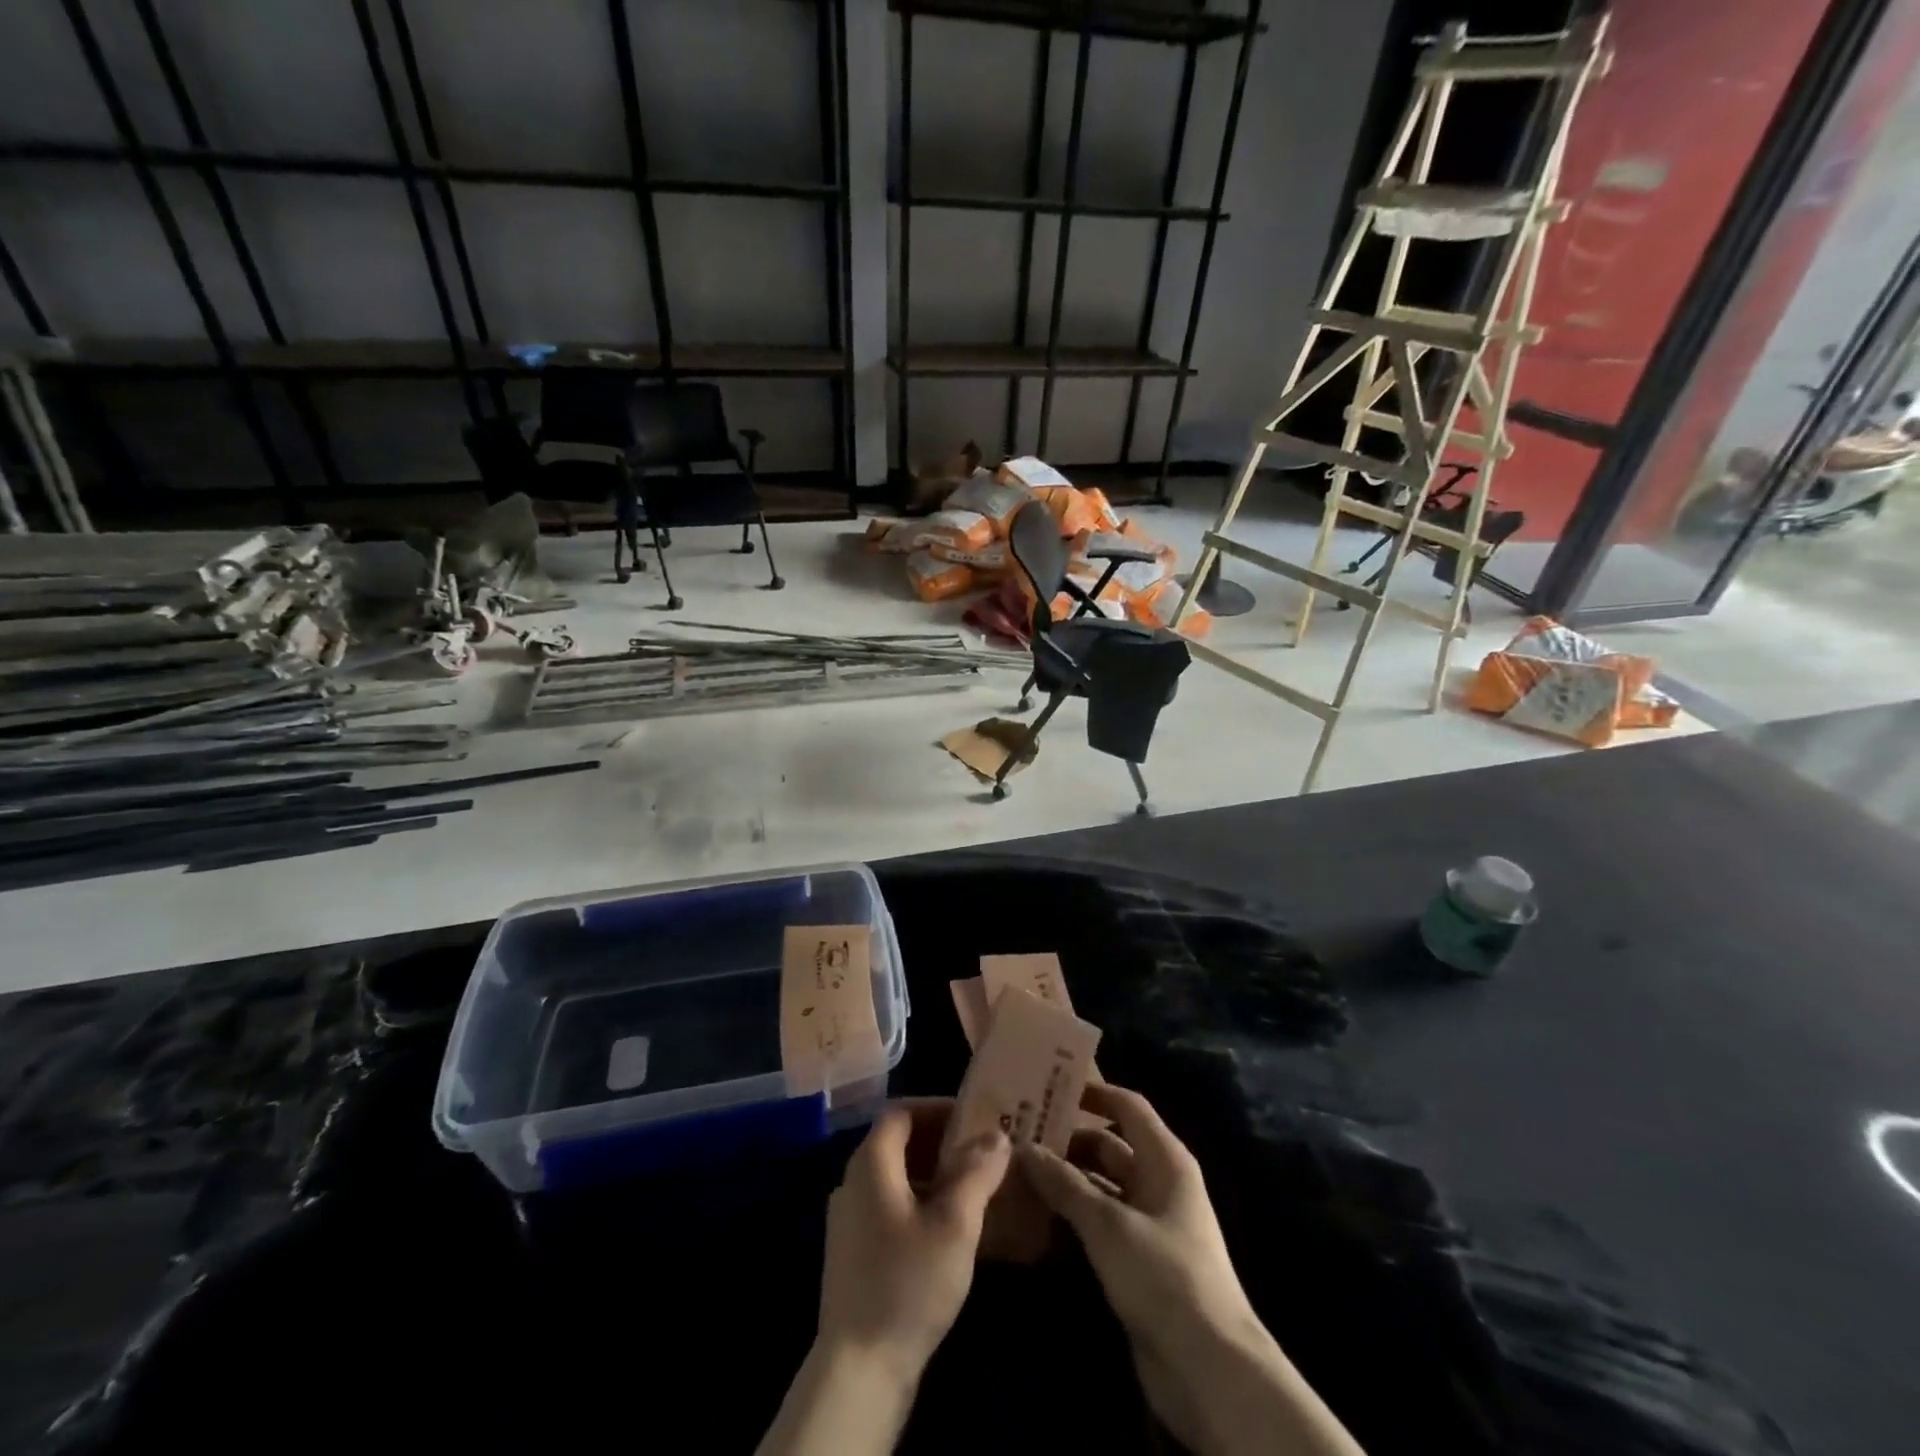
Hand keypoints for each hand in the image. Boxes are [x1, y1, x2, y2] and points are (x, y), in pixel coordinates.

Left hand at [817, 1099, 1010, 1381]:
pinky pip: (889, 1207)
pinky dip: (919, 1202)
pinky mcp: (853, 1253)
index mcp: (871, 1163)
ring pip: (895, 1177)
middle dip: (941, 1141)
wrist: (859, 1370)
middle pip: (898, 1142)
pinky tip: (948, 1229)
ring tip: (973, 1188)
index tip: (974, 1117)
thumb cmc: (908, 1283)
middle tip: (982, 1151)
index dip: (937, 1107)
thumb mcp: (955, 1224)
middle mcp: (853, 1182)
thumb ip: (977, 1173)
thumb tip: (997, 1136)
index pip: (901, 1111)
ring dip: (932, 1174)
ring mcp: (849, 1220)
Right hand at [1020, 1083, 1311, 1454]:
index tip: (1049, 1087)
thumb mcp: (1108, 1224)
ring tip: (1018, 1170)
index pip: (1128, 1107)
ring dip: (1066, 1179)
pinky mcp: (1138, 1260)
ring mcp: (1149, 1223)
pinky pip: (1100, 1222)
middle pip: (1109, 1146)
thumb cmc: (1164, 1276)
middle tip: (1019, 1134)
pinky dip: (1073, 1215)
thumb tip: (1024, 1148)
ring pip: (1101, 1185)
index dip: (1093, 1092)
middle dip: (1068, 1140)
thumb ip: (1065, 1184)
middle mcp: (1159, 1183)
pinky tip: (1036, 1215)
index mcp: (1165, 1160)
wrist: (1209, 1370)